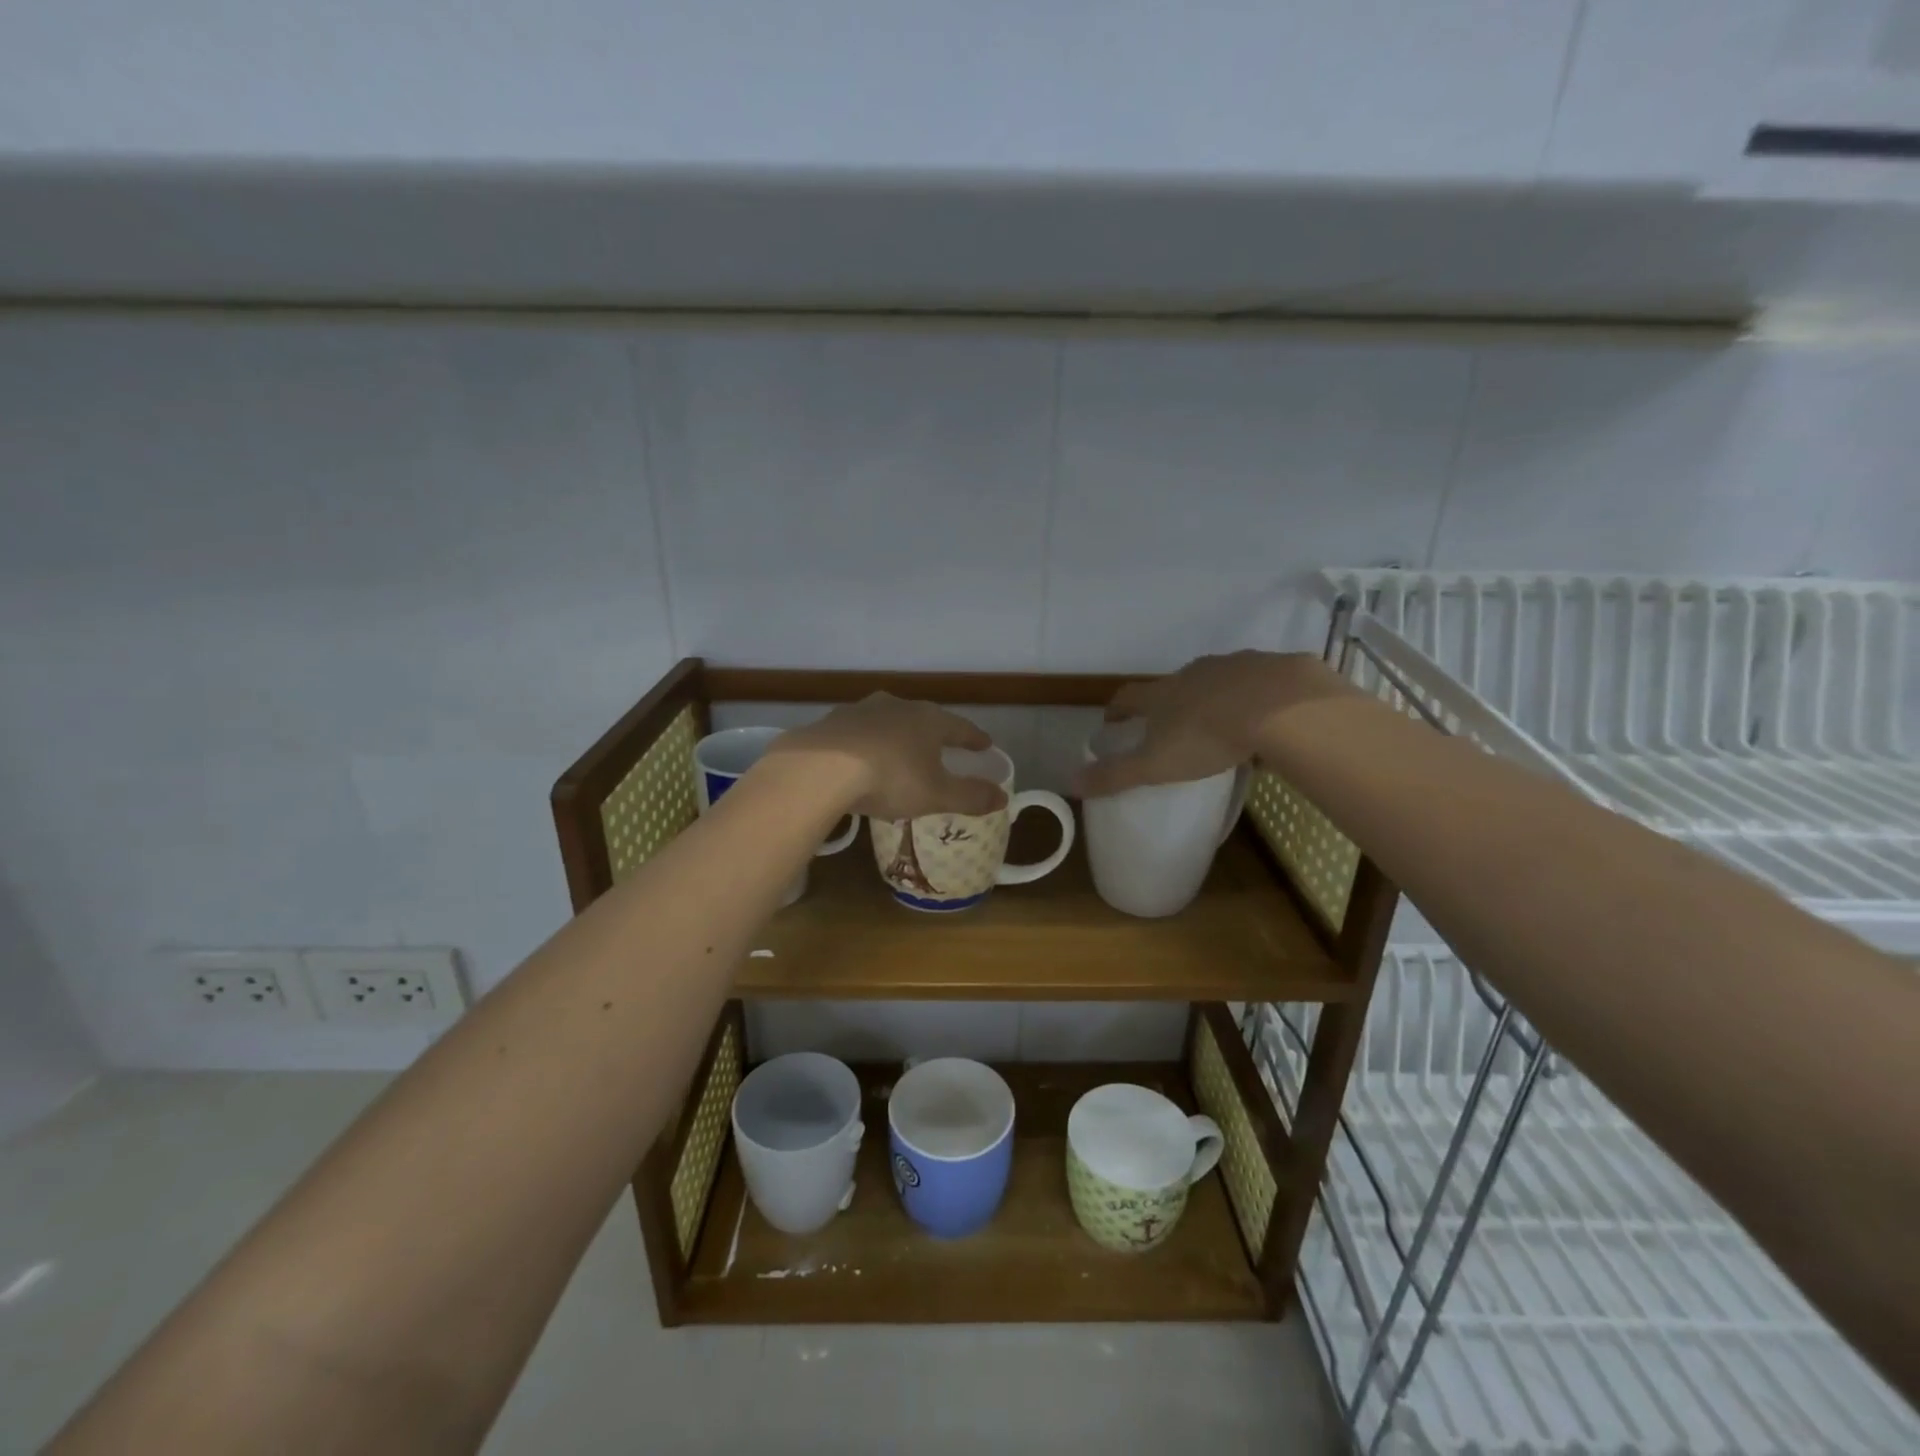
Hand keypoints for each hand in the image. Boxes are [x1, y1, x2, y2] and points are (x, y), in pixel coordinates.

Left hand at [768, 694, 1009, 820]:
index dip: (973, 738)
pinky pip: (858, 732)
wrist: (821, 768)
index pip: (960, 727)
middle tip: (942, 746)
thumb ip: (971, 796)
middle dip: (934, 733)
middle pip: (923, 718)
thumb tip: (1004, 798)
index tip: (984, 744)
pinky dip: (866, 743)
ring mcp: (861, 710)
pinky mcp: (832, 722)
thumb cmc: (891, 778)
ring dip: (897, 735)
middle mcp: (898, 706)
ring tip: (900, 751)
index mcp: (929, 720)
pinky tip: (861, 758)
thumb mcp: (937, 795)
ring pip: (888, 721)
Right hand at [1074, 651, 1356, 797]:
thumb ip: (1115, 775)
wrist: (1280, 707)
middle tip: (1170, 727)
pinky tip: (1266, 720)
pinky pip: (1257, 683)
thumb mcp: (1155, 765)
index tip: (1112, 722)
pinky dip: (1254, 698)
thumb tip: (1069, 782)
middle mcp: (1193, 673)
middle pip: (1172, 685)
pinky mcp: (1273, 668)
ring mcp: (1234, 665)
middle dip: (1168, 703)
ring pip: (1216, 680)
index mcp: (1162, 694)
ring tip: (1220, 724)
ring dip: (1212, 697)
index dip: (1117, 710)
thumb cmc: (1207, 737)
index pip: (1127, 698)